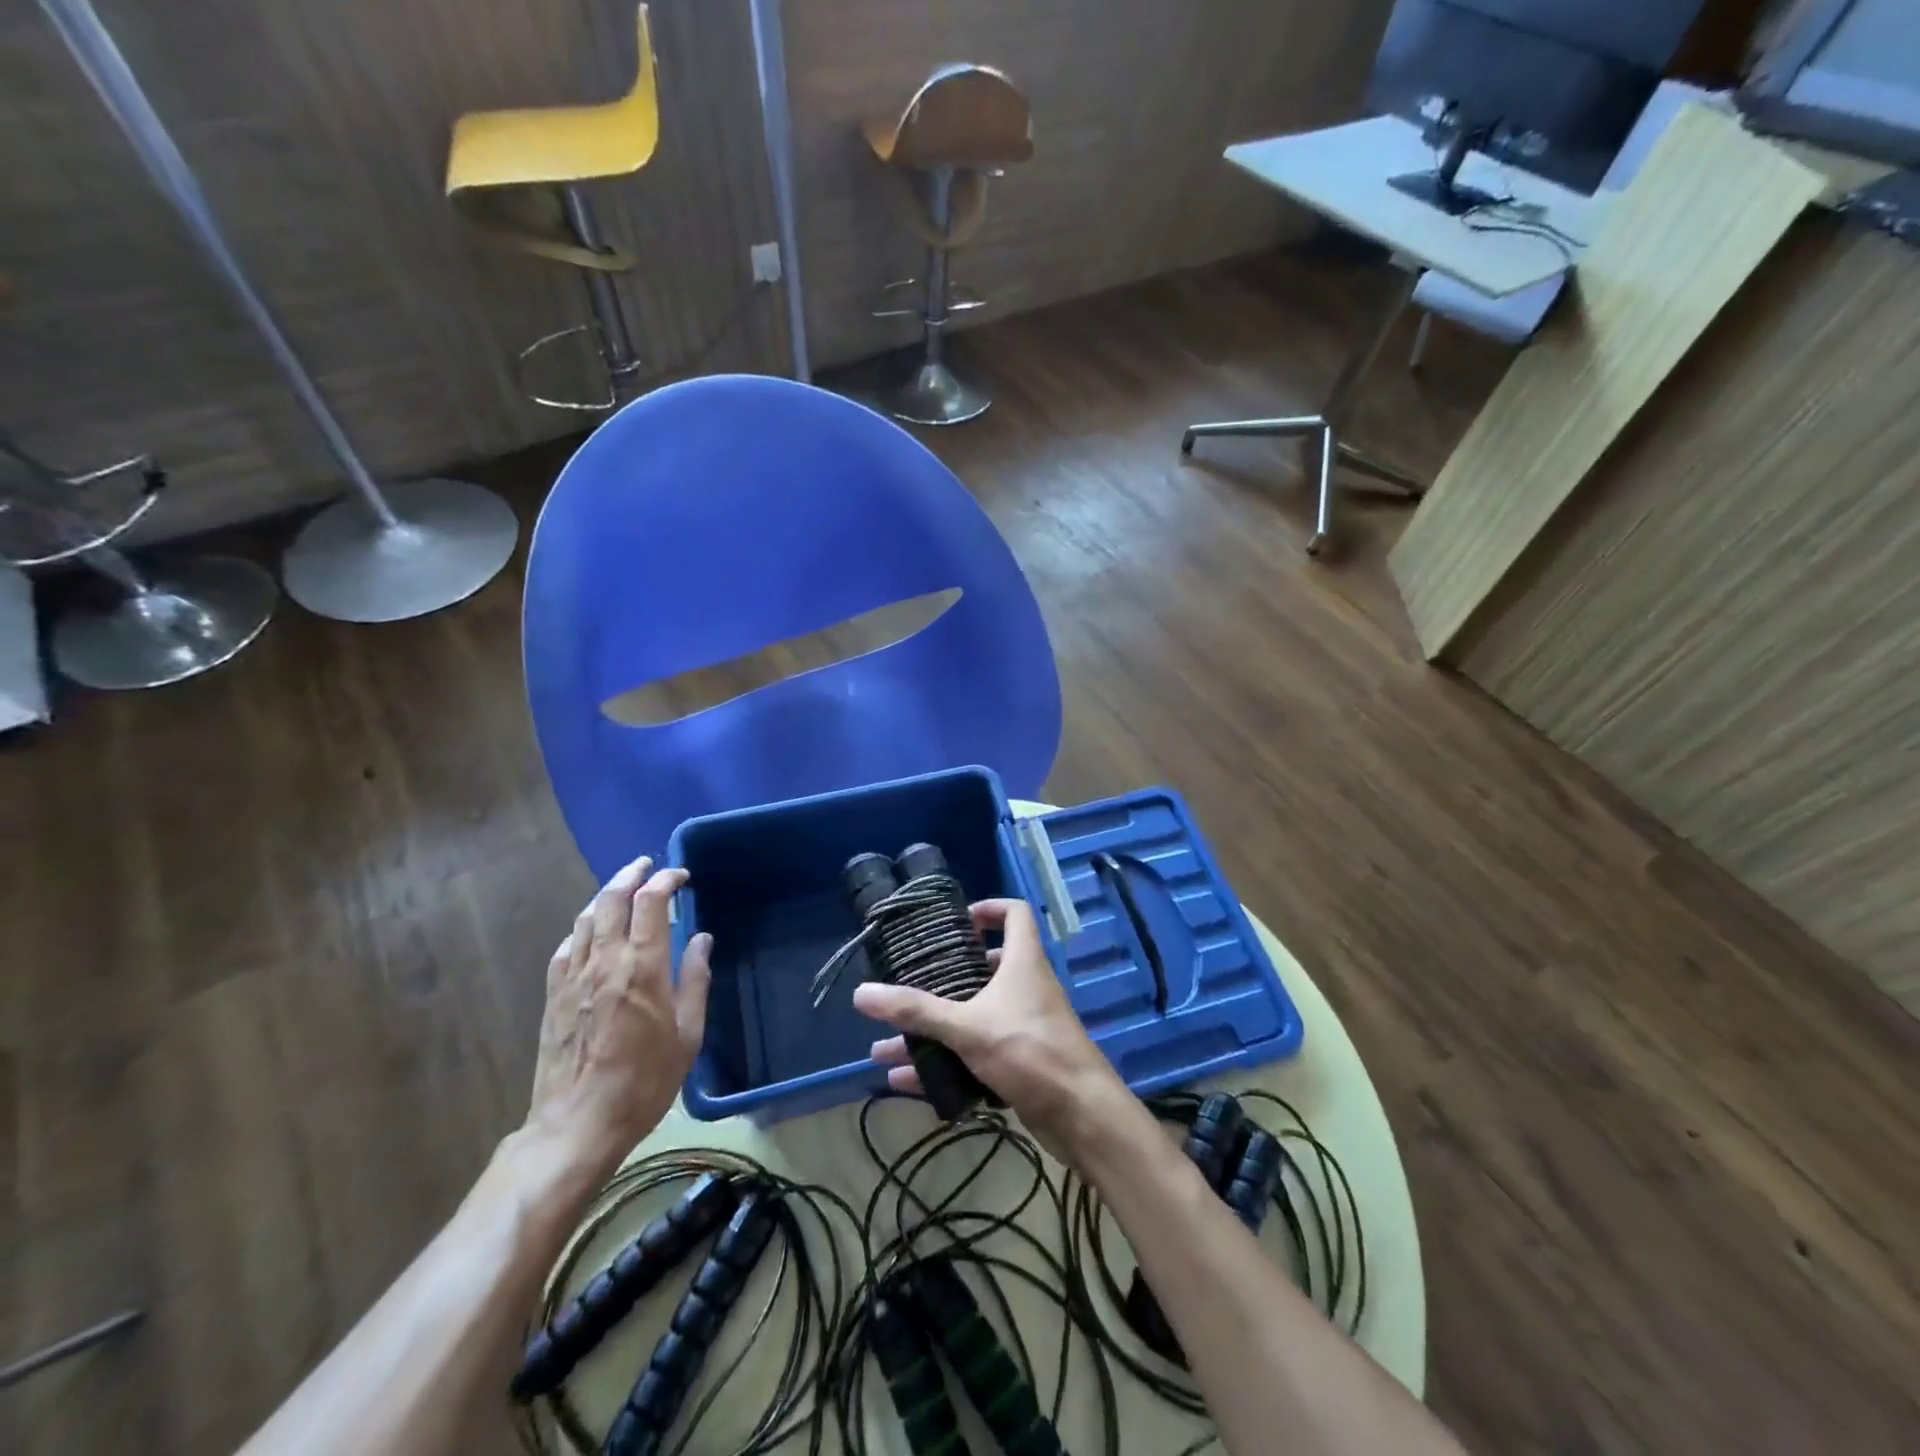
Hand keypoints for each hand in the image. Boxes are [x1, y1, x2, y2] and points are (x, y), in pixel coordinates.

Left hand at [520, 856, 712, 1191]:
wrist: (577, 1125)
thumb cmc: (644, 1082)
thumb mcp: (687, 1035)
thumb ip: (695, 980)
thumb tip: (701, 939)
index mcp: (643, 968)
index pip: (651, 903)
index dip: (666, 880)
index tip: (681, 877)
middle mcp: (605, 962)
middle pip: (612, 900)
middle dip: (631, 875)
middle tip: (647, 866)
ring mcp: (573, 978)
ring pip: (585, 919)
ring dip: (605, 896)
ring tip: (621, 889)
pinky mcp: (553, 996)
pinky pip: (566, 948)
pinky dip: (581, 929)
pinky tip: (589, 932)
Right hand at [853, 898, 1126, 1157]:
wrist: (1082, 1116)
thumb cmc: (1029, 1051)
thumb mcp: (967, 1027)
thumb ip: (915, 1011)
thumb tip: (861, 994)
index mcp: (1022, 962)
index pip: (1014, 913)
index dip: (988, 909)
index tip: (954, 923)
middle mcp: (1026, 987)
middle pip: (984, 968)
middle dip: (943, 978)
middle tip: (908, 984)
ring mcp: (1025, 1026)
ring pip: (973, 1017)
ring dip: (934, 1029)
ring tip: (886, 1043)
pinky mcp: (1022, 1062)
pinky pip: (976, 1054)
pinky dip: (944, 1063)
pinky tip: (906, 1081)